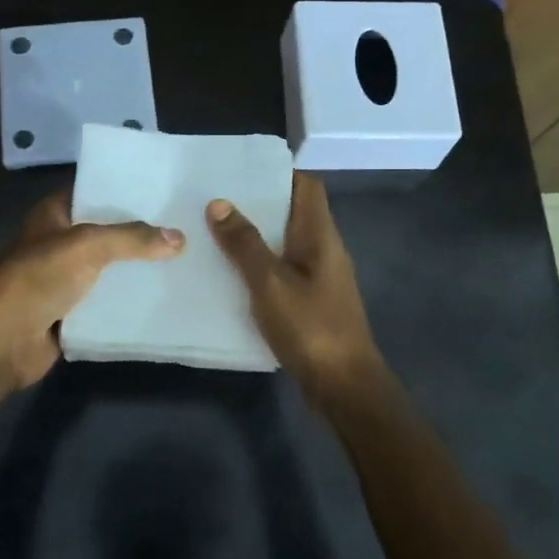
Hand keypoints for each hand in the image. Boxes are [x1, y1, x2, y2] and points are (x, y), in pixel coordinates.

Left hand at [0, 189, 183, 389]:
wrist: (1, 340)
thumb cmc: (38, 278)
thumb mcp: (87, 246)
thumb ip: (132, 238)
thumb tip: (180, 238)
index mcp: (53, 215)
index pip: (93, 191)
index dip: (125, 190)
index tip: (163, 191)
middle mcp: (57, 242)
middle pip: (105, 232)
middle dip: (139, 233)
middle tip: (183, 227)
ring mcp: (62, 279)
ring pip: (108, 269)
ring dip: (136, 269)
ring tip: (182, 260)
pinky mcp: (70, 312)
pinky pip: (105, 302)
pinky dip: (127, 301)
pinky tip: (162, 296)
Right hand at [206, 173, 391, 411]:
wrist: (344, 387)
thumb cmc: (311, 328)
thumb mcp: (270, 283)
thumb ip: (245, 244)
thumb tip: (218, 203)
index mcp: (320, 235)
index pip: (307, 186)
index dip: (278, 173)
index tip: (240, 172)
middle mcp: (324, 249)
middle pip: (293, 212)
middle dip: (257, 204)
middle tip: (215, 200)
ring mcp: (319, 277)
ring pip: (285, 243)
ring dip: (255, 236)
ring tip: (214, 231)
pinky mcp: (312, 301)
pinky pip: (283, 270)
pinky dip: (259, 266)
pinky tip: (231, 274)